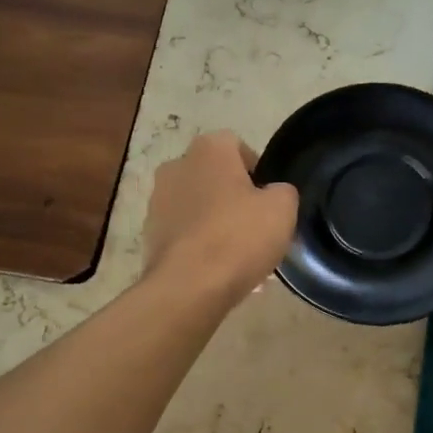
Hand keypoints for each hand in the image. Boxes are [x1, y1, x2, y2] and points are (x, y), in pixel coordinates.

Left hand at [143, 132, 296, 302]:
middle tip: (256, 229)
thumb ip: (283, 191)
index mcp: (208, 150)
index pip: (237, 146)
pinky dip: (200, 246)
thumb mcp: (282, 209)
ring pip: (199, 208)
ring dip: (217, 224)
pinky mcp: (150, 235)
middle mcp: (176, 167)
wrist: (189, 286)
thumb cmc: (238, 237)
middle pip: (215, 178)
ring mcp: (157, 202)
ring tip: (239, 257)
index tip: (269, 200)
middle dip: (235, 199)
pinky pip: (185, 235)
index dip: (258, 171)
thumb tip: (274, 194)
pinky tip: (218, 271)